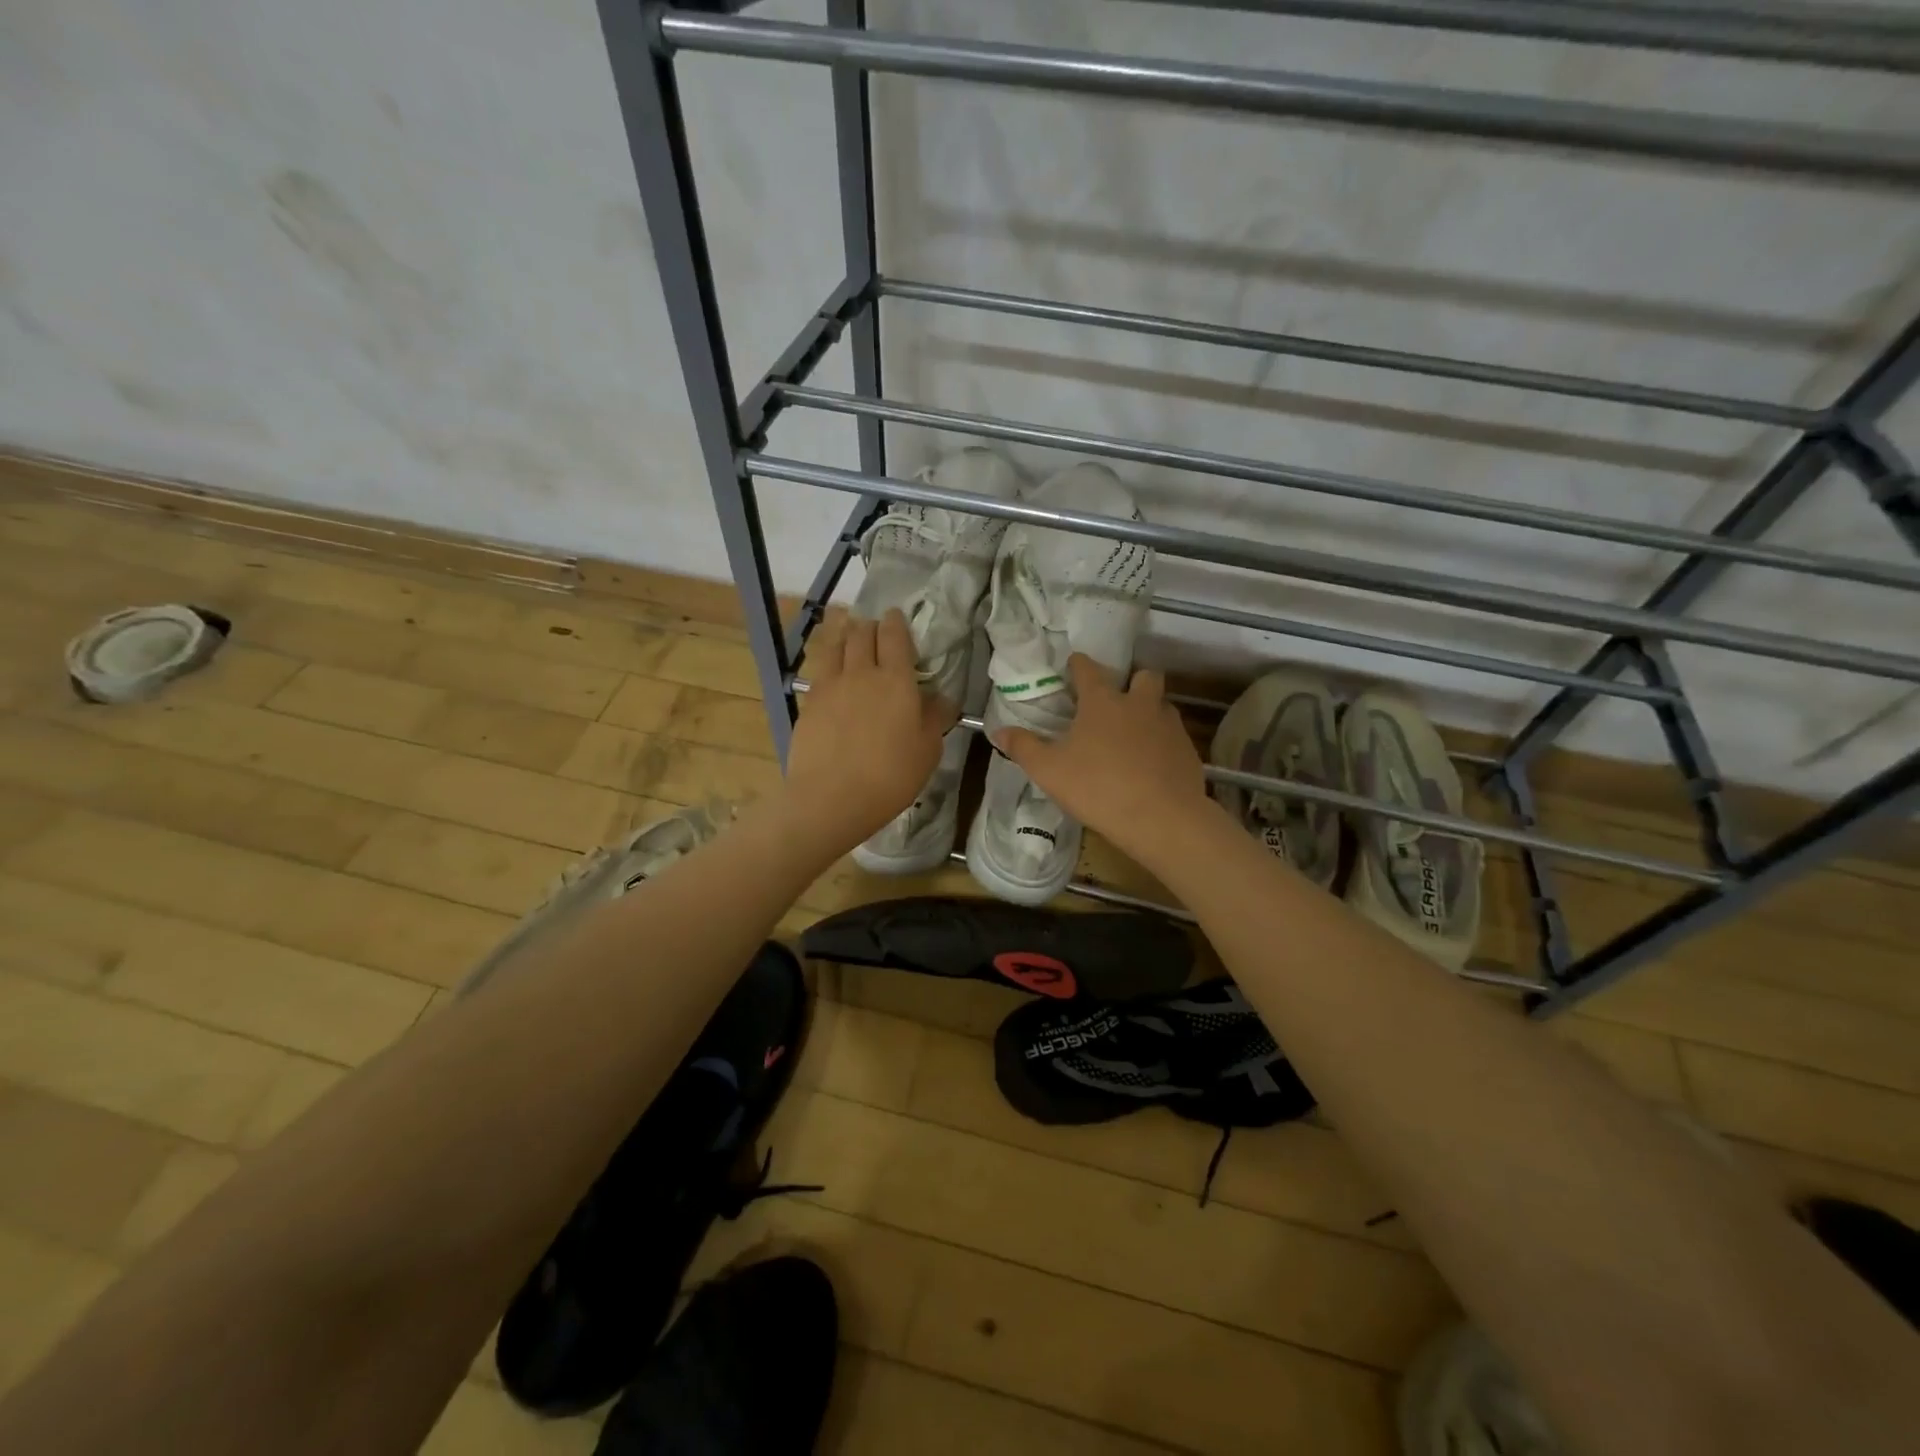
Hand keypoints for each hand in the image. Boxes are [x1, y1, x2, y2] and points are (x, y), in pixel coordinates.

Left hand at [784, 609, 955, 850]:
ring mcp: (830, 685)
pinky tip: (831, 668)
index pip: (895, 636)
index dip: (896, 622)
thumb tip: (941, 698)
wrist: (831, 798)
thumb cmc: (890, 776)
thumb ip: (935, 718)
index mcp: (896, 680)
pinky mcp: (809, 701)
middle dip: (870, 625)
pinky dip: (828, 658)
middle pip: (862, 633)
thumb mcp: (927, 750)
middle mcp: (861, 672)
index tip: (896, 618)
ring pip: (836, 644)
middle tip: (875, 629)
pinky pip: (819, 668)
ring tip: (848, 632)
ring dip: (845, 633)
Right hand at [994, 654, 1213, 868]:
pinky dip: (1162, 742)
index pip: (1089, 669)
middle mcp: (1139, 704)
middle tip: (1117, 701)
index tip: (1073, 666)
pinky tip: (1152, 764)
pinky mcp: (1188, 750)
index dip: (1079, 664)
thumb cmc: (1098, 788)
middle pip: (1143, 676)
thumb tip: (998, 731)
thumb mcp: (1049, 771)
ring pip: (1162, 705)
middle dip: (1131, 681)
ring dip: (1149, 711)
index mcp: (1103, 702)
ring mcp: (1169, 726)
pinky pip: (1174, 736)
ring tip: (1134, 734)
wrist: (1162, 819)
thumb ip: (1023, 747)